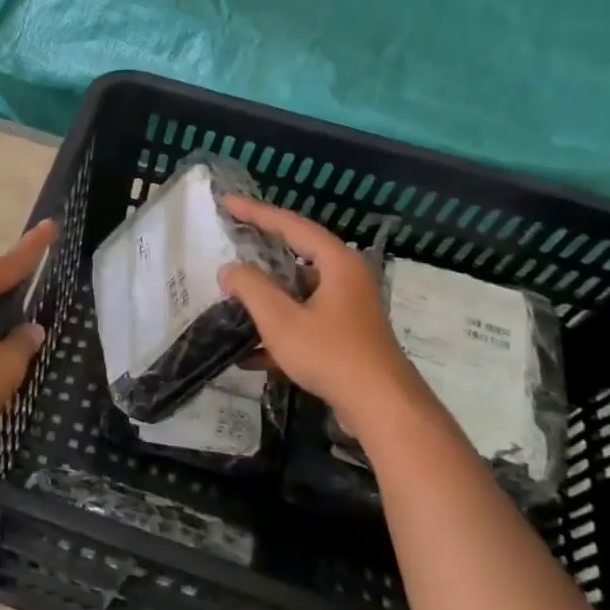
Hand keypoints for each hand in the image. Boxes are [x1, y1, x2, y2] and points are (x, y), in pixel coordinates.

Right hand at [217, 196, 428, 433]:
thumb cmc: (331, 354)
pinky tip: (249, 354)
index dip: (257, 213)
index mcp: (337, 263)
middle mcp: (346, 278)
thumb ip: (251, 288)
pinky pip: (305, 321)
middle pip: (298, 255)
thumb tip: (230, 270)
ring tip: (233, 297)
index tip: (227, 203)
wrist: (382, 407)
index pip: (291, 225)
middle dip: (262, 253)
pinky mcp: (345, 336)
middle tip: (232, 240)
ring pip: (299, 292)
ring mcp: (348, 309)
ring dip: (267, 297)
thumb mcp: (281, 319)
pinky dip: (279, 330)